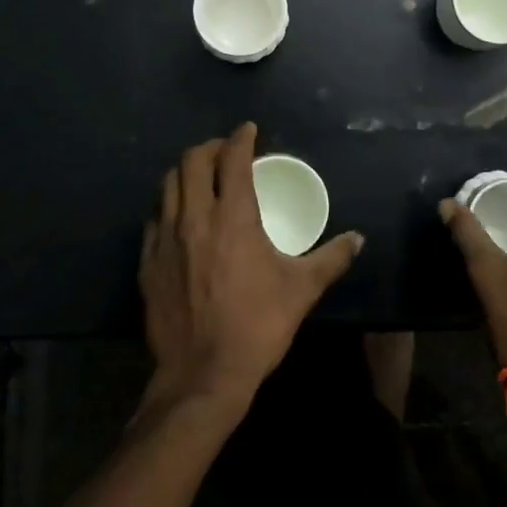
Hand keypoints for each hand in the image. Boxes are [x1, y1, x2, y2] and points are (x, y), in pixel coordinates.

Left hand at [140, 123, 364, 412]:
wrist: (203, 376)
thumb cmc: (257, 326)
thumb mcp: (302, 290)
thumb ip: (331, 258)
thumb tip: (358, 240)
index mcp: (234, 216)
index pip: (233, 158)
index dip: (241, 138)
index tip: (249, 131)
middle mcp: (195, 217)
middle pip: (192, 160)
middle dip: (210, 147)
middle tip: (225, 152)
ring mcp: (166, 239)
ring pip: (168, 185)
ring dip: (186, 172)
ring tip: (202, 177)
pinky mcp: (148, 262)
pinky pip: (154, 218)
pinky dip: (168, 206)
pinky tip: (180, 218)